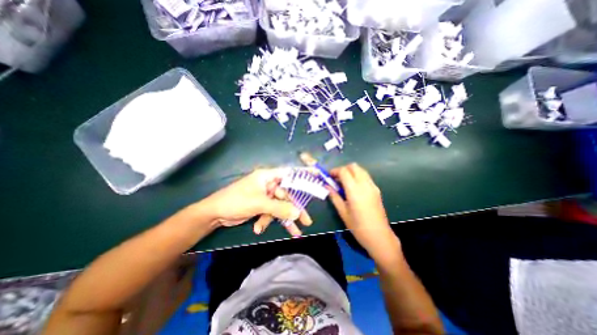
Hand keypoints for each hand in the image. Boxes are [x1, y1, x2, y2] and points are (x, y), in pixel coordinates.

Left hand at [201, 169, 312, 236]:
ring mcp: (265, 195)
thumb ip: (279, 208)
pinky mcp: (261, 205)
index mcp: (268, 177)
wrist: (214, 214)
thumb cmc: (236, 201)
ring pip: (280, 206)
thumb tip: (297, 213)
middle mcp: (268, 184)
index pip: (289, 173)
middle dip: (295, 209)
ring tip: (294, 233)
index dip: (303, 174)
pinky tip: (259, 228)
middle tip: (306, 221)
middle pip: (287, 195)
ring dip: (283, 219)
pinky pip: (271, 212)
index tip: (316, 175)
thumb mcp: (259, 204)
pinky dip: (267, 220)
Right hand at [326, 164, 400, 254]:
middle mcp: (365, 184)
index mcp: (355, 190)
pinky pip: (366, 176)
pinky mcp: (376, 190)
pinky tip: (353, 187)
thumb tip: (326, 186)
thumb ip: (334, 196)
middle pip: (354, 166)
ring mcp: (372, 186)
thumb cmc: (358, 226)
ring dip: (351, 172)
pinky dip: (357, 176)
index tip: (329, 176)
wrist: (379, 236)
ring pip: (361, 170)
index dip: (335, 171)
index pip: (344, 171)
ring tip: (344, 182)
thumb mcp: (343, 212)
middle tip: (336, 178)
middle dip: (343, 169)